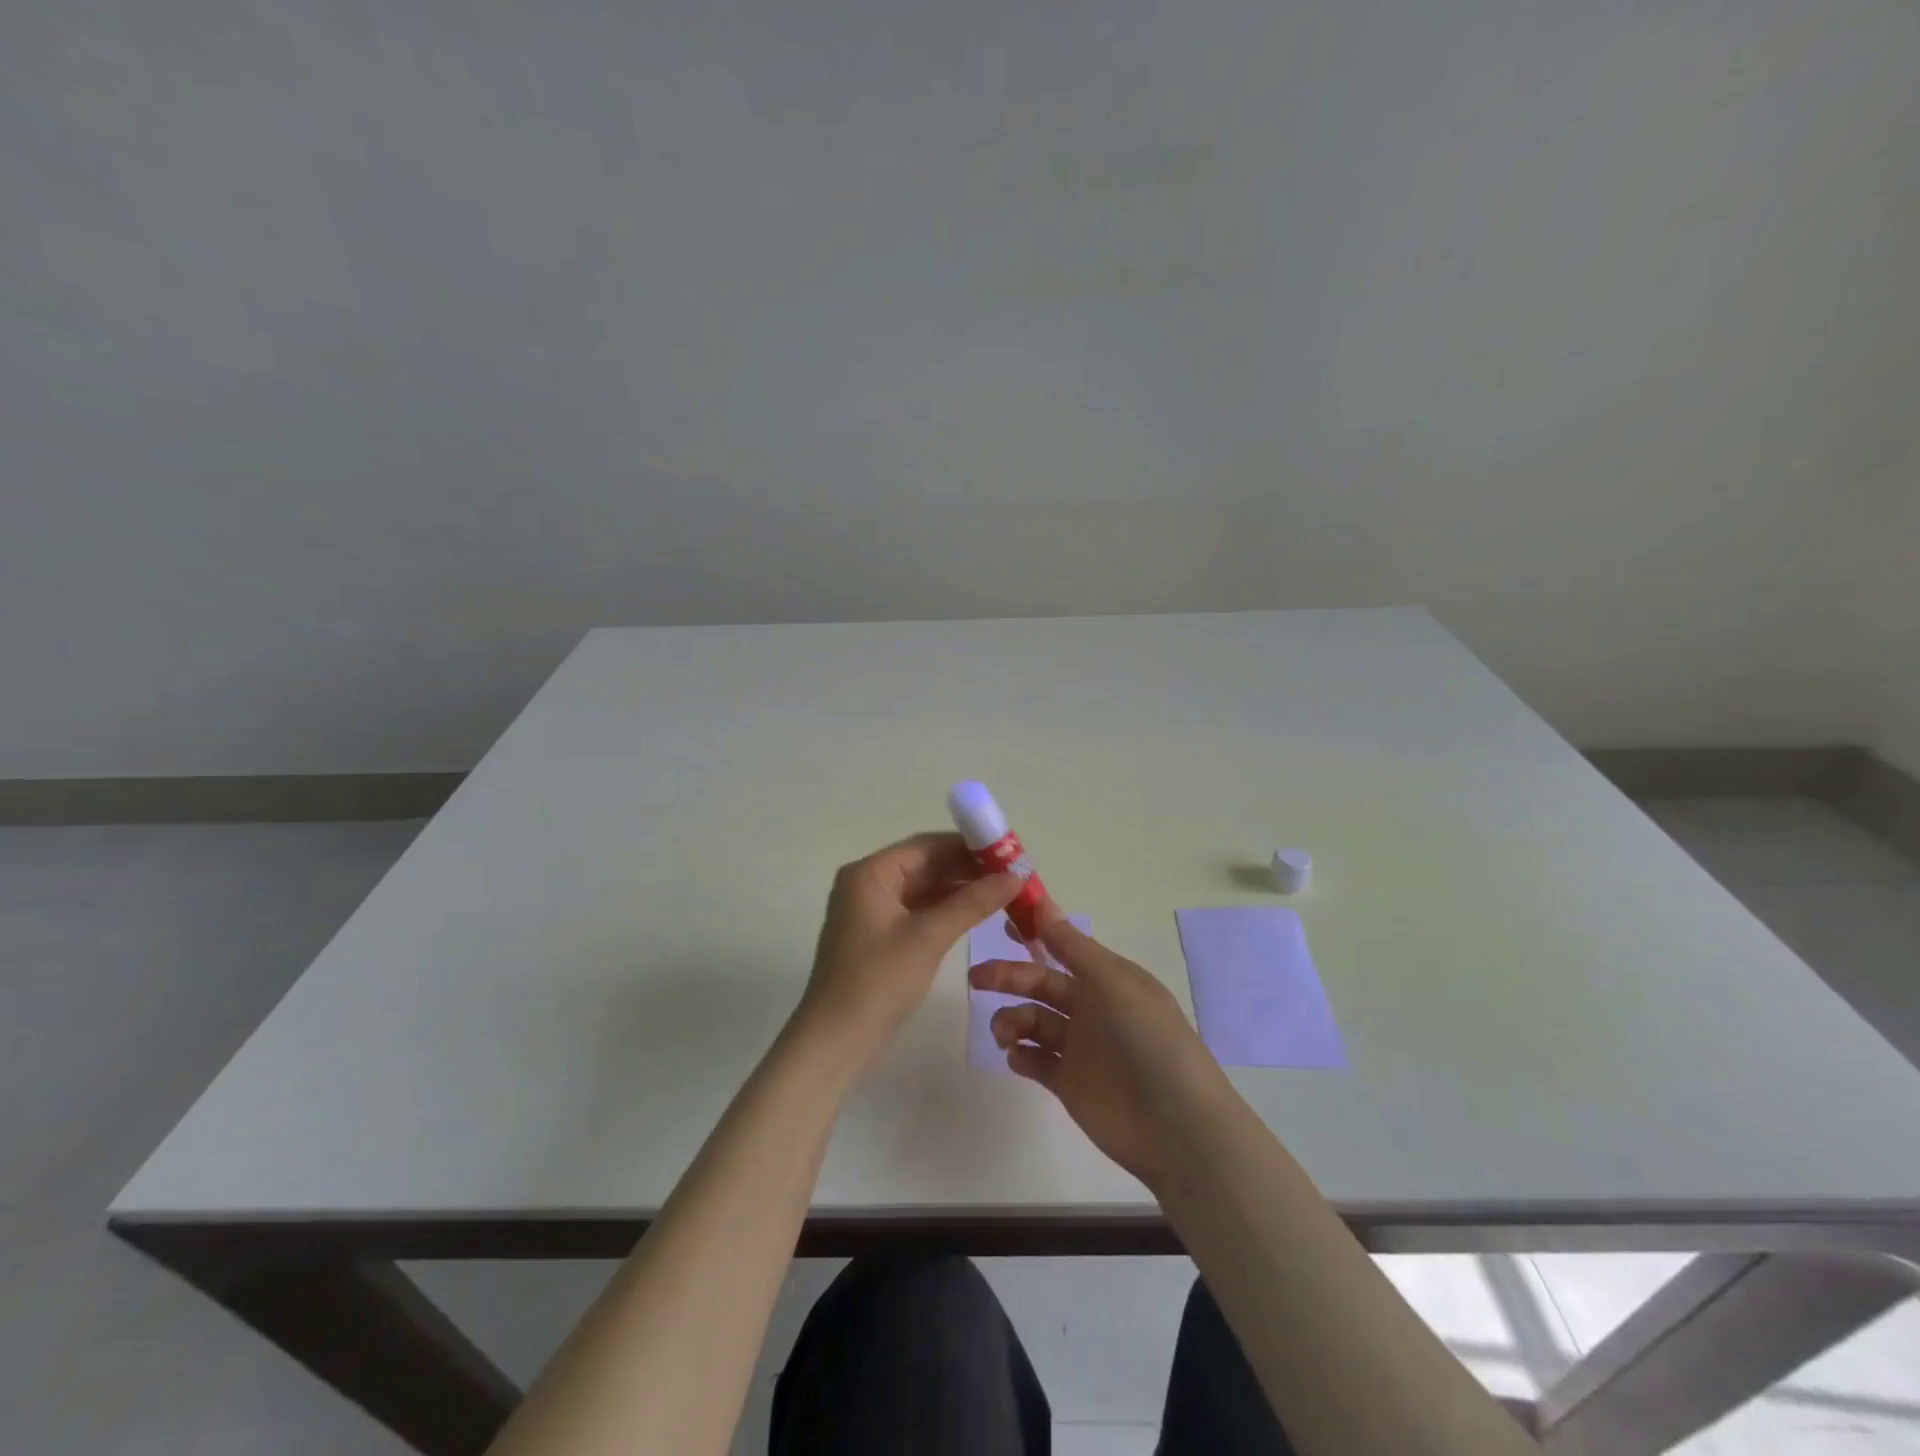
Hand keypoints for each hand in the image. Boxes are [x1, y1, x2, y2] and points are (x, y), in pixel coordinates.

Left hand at [800, 832, 1020, 1064]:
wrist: (835, 1041)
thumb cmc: (878, 981)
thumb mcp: (929, 937)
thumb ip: (972, 903)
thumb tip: (1015, 877)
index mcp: (870, 873)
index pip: (926, 845)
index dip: (968, 846)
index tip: (1008, 852)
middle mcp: (867, 883)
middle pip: (925, 865)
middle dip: (967, 869)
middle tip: (1012, 875)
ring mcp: (871, 911)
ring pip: (923, 889)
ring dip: (960, 890)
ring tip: (1003, 893)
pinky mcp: (878, 936)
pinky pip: (917, 911)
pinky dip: (945, 911)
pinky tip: (976, 914)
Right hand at [970, 913, 1232, 1188]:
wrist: (1176, 1128)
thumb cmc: (1148, 1041)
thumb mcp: (1113, 983)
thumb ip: (1073, 947)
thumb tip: (1042, 902)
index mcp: (1107, 978)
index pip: (1063, 947)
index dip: (1034, 934)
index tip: (1001, 924)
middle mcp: (1092, 1007)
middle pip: (1040, 983)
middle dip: (1008, 977)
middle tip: (976, 978)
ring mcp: (1080, 1047)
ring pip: (1033, 1022)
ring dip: (1012, 1020)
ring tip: (1006, 1035)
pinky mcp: (1069, 1083)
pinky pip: (1035, 1061)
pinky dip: (1021, 1056)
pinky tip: (1018, 1058)